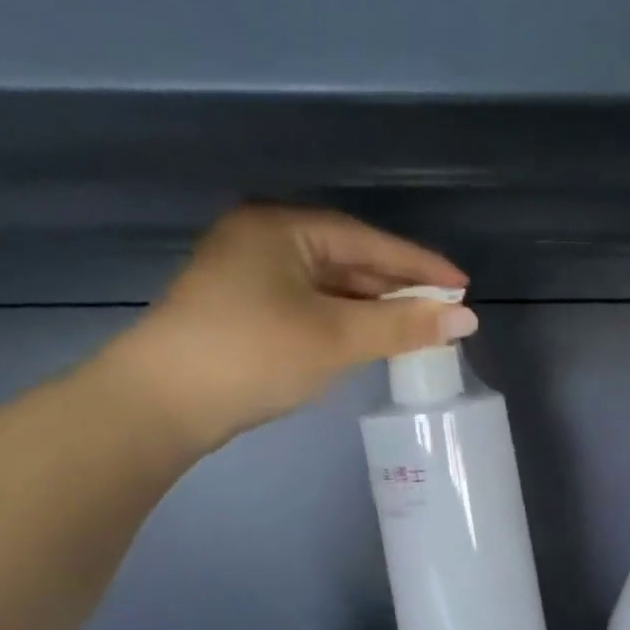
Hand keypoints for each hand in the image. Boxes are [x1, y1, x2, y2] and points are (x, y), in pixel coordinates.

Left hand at [100, 206, 476, 454]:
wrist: (165, 402)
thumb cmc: (255, 355)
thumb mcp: (336, 338)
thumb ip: (402, 325)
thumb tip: (465, 319)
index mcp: (282, 228)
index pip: (367, 241)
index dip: (419, 266)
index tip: (462, 288)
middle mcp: (262, 240)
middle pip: (347, 260)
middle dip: (396, 288)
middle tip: (443, 313)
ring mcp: (246, 275)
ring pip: (327, 286)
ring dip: (371, 307)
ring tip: (415, 329)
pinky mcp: (240, 310)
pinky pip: (308, 306)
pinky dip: (342, 321)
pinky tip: (366, 339)